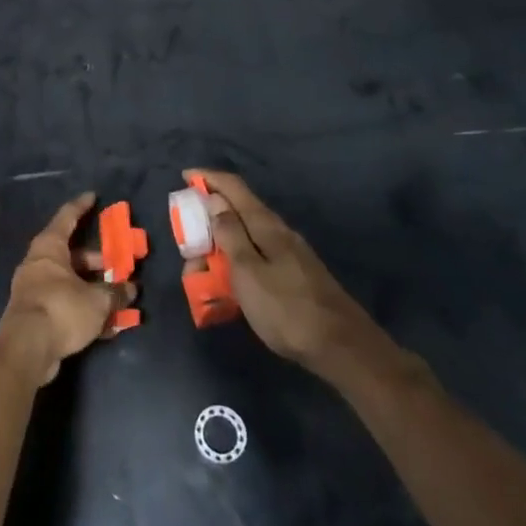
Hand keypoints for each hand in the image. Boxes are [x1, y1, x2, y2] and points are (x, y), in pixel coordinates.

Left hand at [0, 193, 132, 385]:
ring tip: (118, 298)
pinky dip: (84, 308)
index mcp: (50, 248)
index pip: (67, 217)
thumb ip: (116, 293)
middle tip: (119, 265)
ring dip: (93, 288)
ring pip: (70, 281)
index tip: (93, 197)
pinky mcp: (36, 314)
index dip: (81, 206)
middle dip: (96, 260)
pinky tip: (107, 325)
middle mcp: (39, 263)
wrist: (26, 349)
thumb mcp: (97, 300)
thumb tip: (131, 289)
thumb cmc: (61, 309)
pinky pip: (65, 303)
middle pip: (72, 254)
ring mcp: (35, 289)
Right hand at [192, 170, 418, 385]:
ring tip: (202, 275)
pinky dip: (236, 264)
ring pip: (246, 238)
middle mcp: (278, 232)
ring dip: (220, 247)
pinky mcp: (294, 275)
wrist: (341, 348)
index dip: (208, 178)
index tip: (184, 177)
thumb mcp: (247, 272)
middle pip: (238, 212)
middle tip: (187, 245)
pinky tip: (230, 287)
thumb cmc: (286, 309)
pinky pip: (256, 258)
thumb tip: (214, 199)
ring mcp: (289, 254)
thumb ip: (230, 234)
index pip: (233, 187)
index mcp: (266, 225)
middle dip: (208, 221)